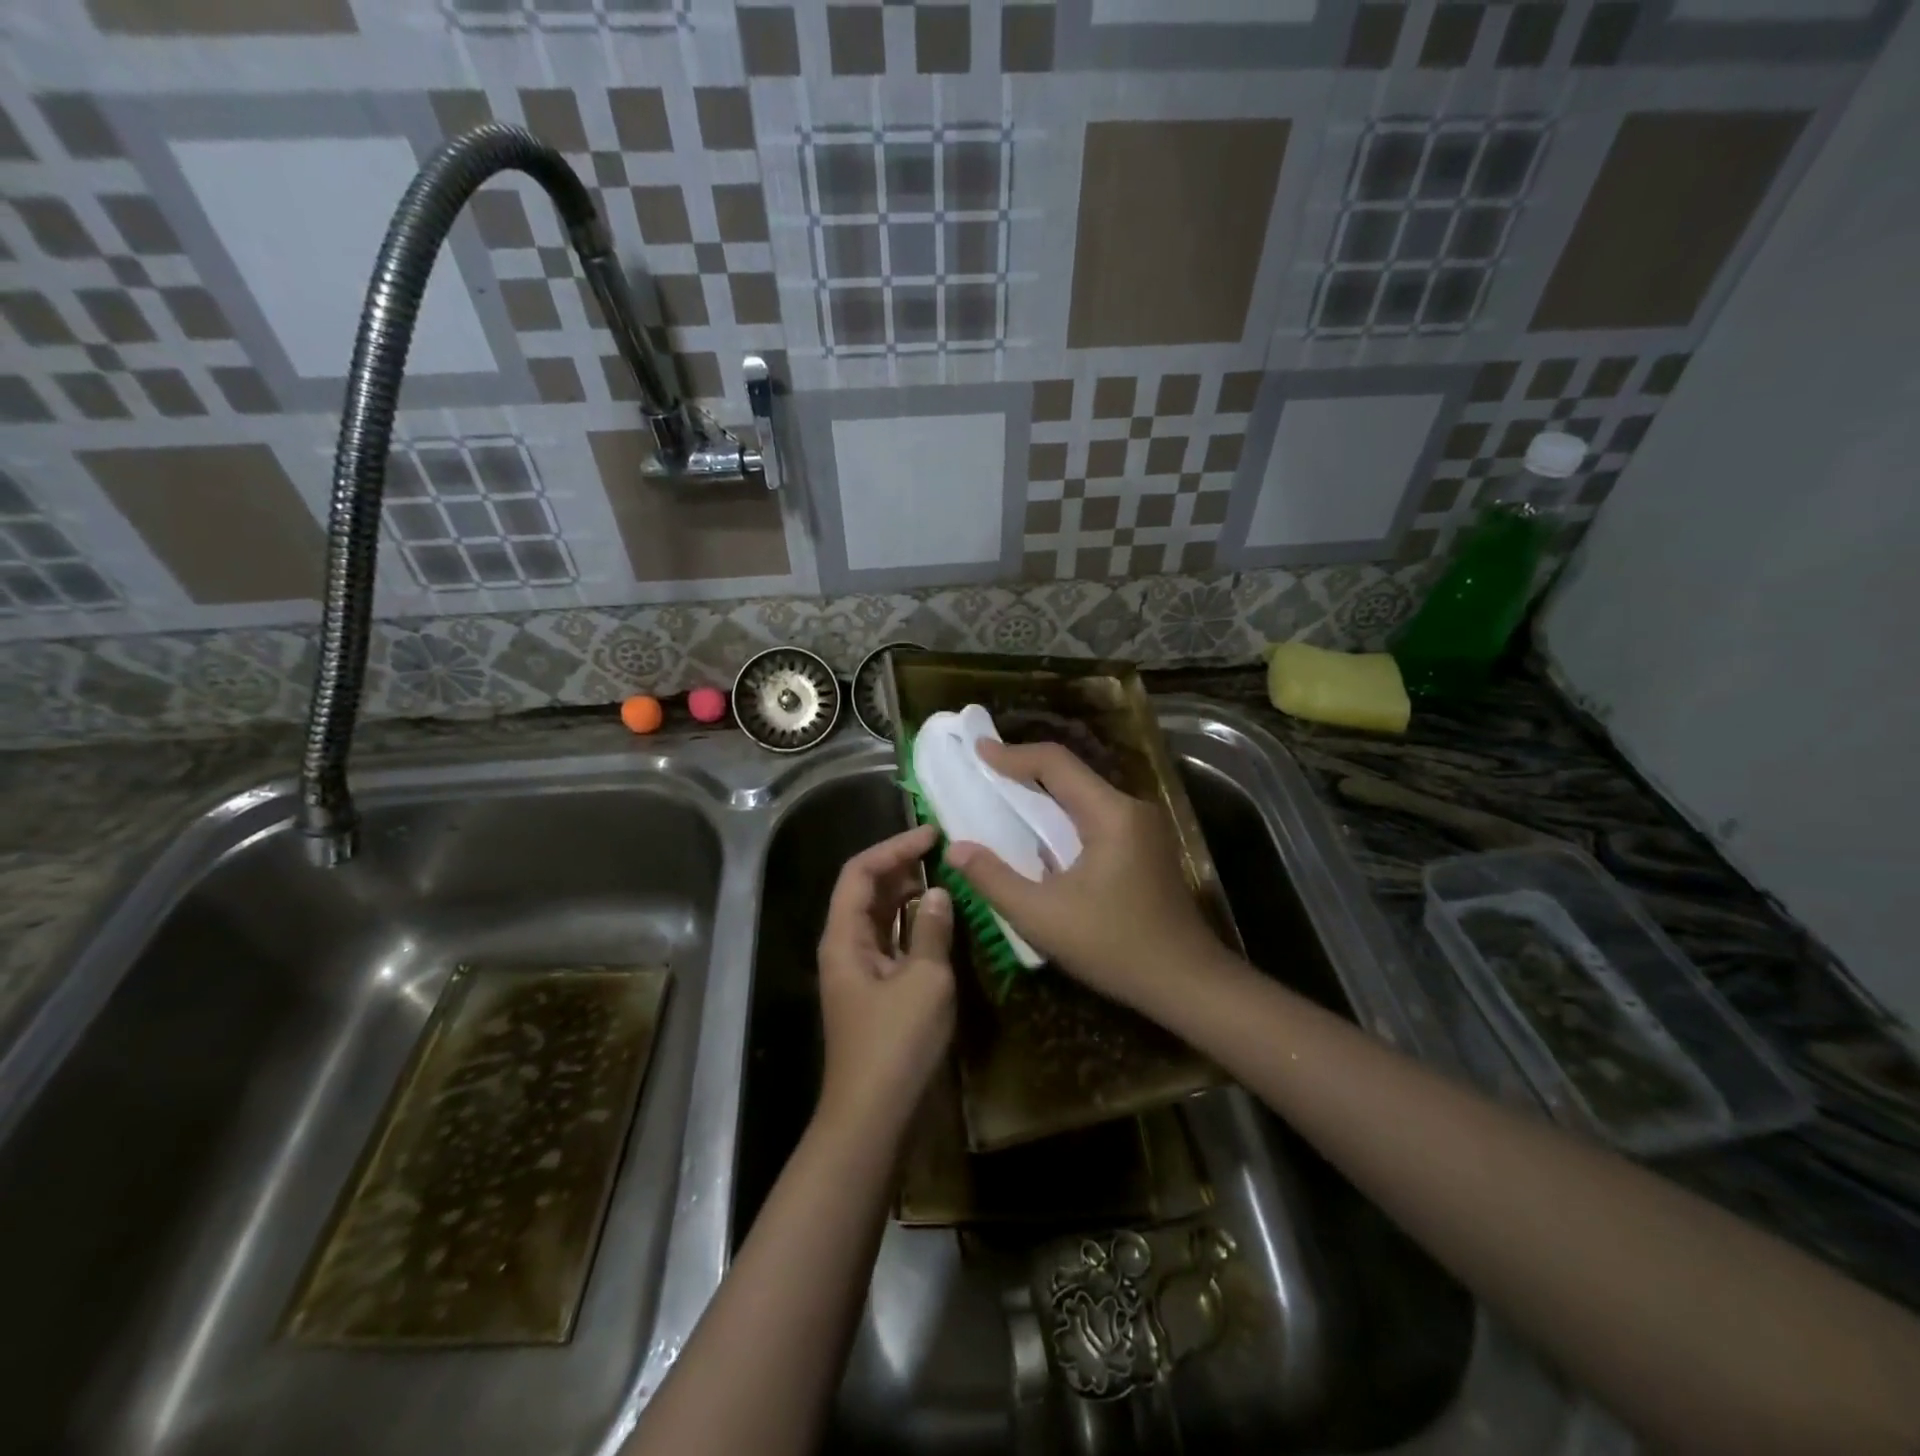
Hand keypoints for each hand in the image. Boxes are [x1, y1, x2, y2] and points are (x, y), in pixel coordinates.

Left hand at [816, 824, 955, 1136]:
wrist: (874, 1116)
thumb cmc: (896, 1043)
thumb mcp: (925, 980)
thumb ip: (931, 930)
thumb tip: (937, 893)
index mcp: (844, 937)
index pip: (860, 872)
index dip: (893, 847)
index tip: (931, 834)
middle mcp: (845, 946)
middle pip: (865, 890)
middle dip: (899, 866)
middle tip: (941, 852)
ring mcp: (859, 970)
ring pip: (879, 916)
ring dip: (907, 894)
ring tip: (944, 877)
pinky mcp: (874, 990)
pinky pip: (891, 941)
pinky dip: (912, 924)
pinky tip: (939, 921)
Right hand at [946, 740, 1224, 1014]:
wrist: (1186, 983)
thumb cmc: (1114, 948)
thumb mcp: (1042, 918)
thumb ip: (994, 879)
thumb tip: (955, 849)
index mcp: (1110, 815)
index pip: (1056, 764)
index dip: (1013, 755)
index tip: (977, 750)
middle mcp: (1131, 809)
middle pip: (1072, 774)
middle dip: (1025, 770)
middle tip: (984, 771)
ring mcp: (1143, 827)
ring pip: (1084, 795)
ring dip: (1044, 794)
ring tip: (1003, 797)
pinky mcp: (1145, 846)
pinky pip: (1096, 815)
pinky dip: (1062, 815)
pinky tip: (1040, 833)